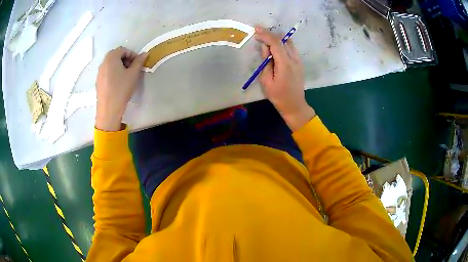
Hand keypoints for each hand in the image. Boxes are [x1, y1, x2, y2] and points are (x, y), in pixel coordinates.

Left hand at [96, 47, 147, 130]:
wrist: (109, 109)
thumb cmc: (121, 89)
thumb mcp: (133, 74)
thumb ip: (139, 62)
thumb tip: (145, 54)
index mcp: (111, 58)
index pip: (123, 50)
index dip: (132, 54)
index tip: (137, 63)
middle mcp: (103, 63)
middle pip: (115, 56)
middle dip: (125, 60)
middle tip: (132, 69)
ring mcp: (99, 73)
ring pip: (111, 64)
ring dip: (119, 66)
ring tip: (126, 77)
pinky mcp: (98, 82)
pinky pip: (107, 72)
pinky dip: (113, 73)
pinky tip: (118, 84)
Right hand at [255, 26, 315, 130]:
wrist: (295, 105)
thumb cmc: (278, 96)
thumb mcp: (266, 81)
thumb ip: (266, 62)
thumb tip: (265, 47)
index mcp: (285, 64)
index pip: (276, 43)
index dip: (265, 34)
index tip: (256, 30)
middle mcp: (294, 59)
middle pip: (283, 40)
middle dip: (270, 34)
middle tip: (259, 33)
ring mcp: (299, 60)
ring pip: (288, 42)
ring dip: (277, 38)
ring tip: (266, 38)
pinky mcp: (299, 63)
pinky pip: (291, 48)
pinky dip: (282, 43)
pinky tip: (275, 46)